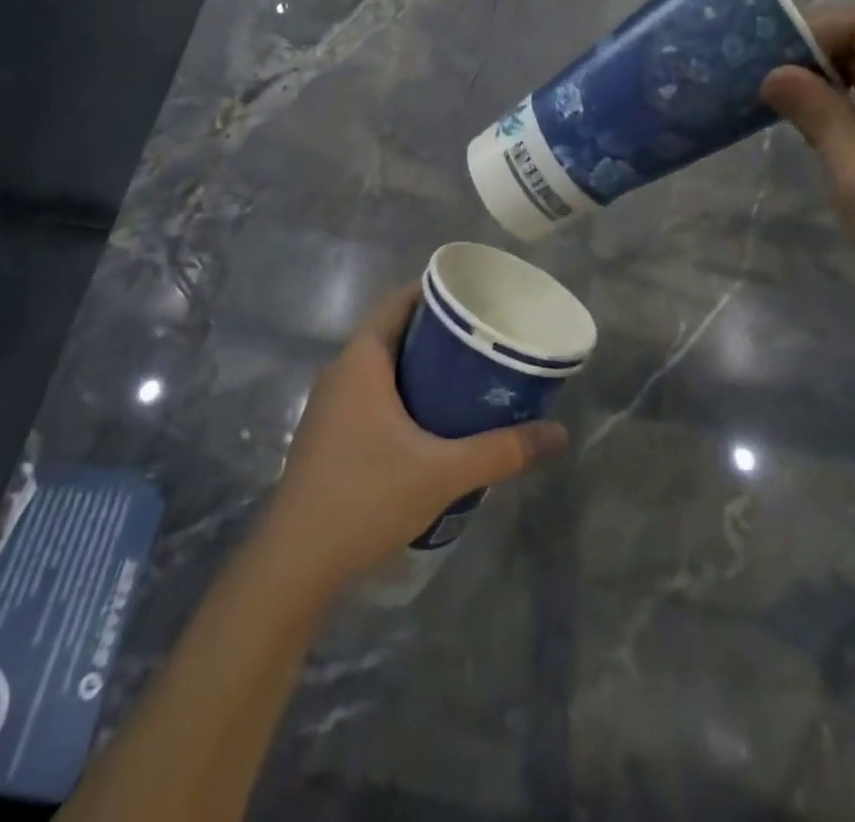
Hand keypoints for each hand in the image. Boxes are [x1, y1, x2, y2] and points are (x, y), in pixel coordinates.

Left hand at [263, 284, 569, 589]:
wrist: (295, 562)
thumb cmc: (367, 496)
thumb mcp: (444, 472)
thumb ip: (502, 450)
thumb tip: (559, 435)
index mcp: (361, 360)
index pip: (398, 302)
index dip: (434, 292)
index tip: (473, 297)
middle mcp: (340, 371)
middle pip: (391, 331)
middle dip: (434, 331)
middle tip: (480, 339)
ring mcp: (328, 405)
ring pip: (379, 366)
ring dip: (416, 364)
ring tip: (463, 375)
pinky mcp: (326, 435)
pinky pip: (368, 393)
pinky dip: (399, 392)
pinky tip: (428, 421)